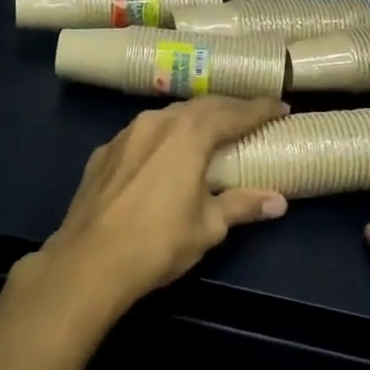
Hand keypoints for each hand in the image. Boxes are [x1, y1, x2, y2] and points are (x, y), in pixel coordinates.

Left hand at [35, 95, 290, 314]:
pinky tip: (165, 153)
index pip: (234, 113)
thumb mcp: (209, 226)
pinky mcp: (104, 152)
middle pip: (201, 106)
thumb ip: (243, 206)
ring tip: (211, 130)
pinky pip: (142, 133)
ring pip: (168, 115)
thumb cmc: (158, 243)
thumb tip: (279, 201)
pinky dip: (163, 136)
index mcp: (189, 134)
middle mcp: (158, 122)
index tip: (281, 107)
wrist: (88, 263)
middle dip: (229, 108)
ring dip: (194, 119)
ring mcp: (126, 134)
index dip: (260, 109)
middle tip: (251, 116)